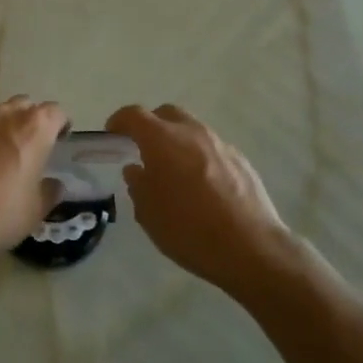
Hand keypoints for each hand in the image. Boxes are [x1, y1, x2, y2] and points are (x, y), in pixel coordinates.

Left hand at [0, 96, 68, 269]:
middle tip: (29, 149)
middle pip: (25, 106)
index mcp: (34, 129)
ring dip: (1, 130)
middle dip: (30, 122)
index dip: (60, 126)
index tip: (59, 142)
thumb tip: (53, 184)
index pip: (56, 112)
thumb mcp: (34, 211)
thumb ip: (49, 191)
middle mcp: (4, 115)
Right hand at [106, 103, 310, 294]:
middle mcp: (192, 133)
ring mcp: (220, 144)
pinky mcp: (241, 160)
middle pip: (166, 114)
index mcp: (162, 140)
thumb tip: (136, 169)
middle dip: (151, 126)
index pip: (134, 115)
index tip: (112, 134)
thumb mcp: (149, 213)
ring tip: (173, 171)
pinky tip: (201, 186)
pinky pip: (211, 149)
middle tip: (142, 149)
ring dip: (177, 141)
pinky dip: (199, 157)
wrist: (250, 248)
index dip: (119, 121)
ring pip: (192, 129)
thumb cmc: (189, 230)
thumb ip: (138, 185)